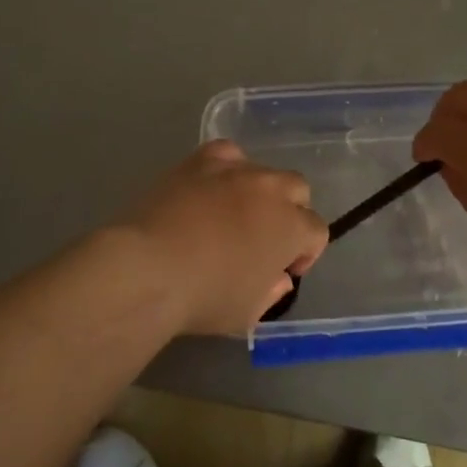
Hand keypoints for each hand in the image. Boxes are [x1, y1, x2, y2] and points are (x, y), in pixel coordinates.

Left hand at [120, 141, 328, 335]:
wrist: (150, 268)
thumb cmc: (205, 298)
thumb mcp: (248, 313)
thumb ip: (271, 291)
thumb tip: (277, 276)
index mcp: (292, 227)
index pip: (317, 231)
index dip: (305, 253)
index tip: (284, 270)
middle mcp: (271, 189)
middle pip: (297, 189)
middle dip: (289, 212)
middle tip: (264, 238)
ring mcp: (236, 170)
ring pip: (263, 170)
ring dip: (259, 191)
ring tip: (234, 213)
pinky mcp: (201, 160)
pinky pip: (227, 154)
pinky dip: (227, 168)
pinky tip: (213, 187)